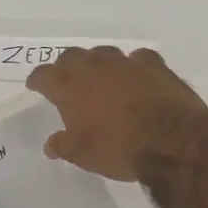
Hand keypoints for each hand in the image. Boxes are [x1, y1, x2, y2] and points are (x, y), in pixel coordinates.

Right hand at [25, 47, 207, 181]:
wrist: (171, 141)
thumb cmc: (117, 148)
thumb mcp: (82, 154)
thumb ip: (63, 145)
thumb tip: (50, 144)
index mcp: (69, 87)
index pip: (43, 75)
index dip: (37, 80)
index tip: (35, 86)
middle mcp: (94, 67)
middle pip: (71, 56)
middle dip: (65, 67)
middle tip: (66, 80)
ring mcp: (125, 63)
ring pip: (103, 53)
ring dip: (97, 63)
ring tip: (100, 76)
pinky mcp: (154, 65)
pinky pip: (138, 58)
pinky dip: (133, 66)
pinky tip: (136, 76)